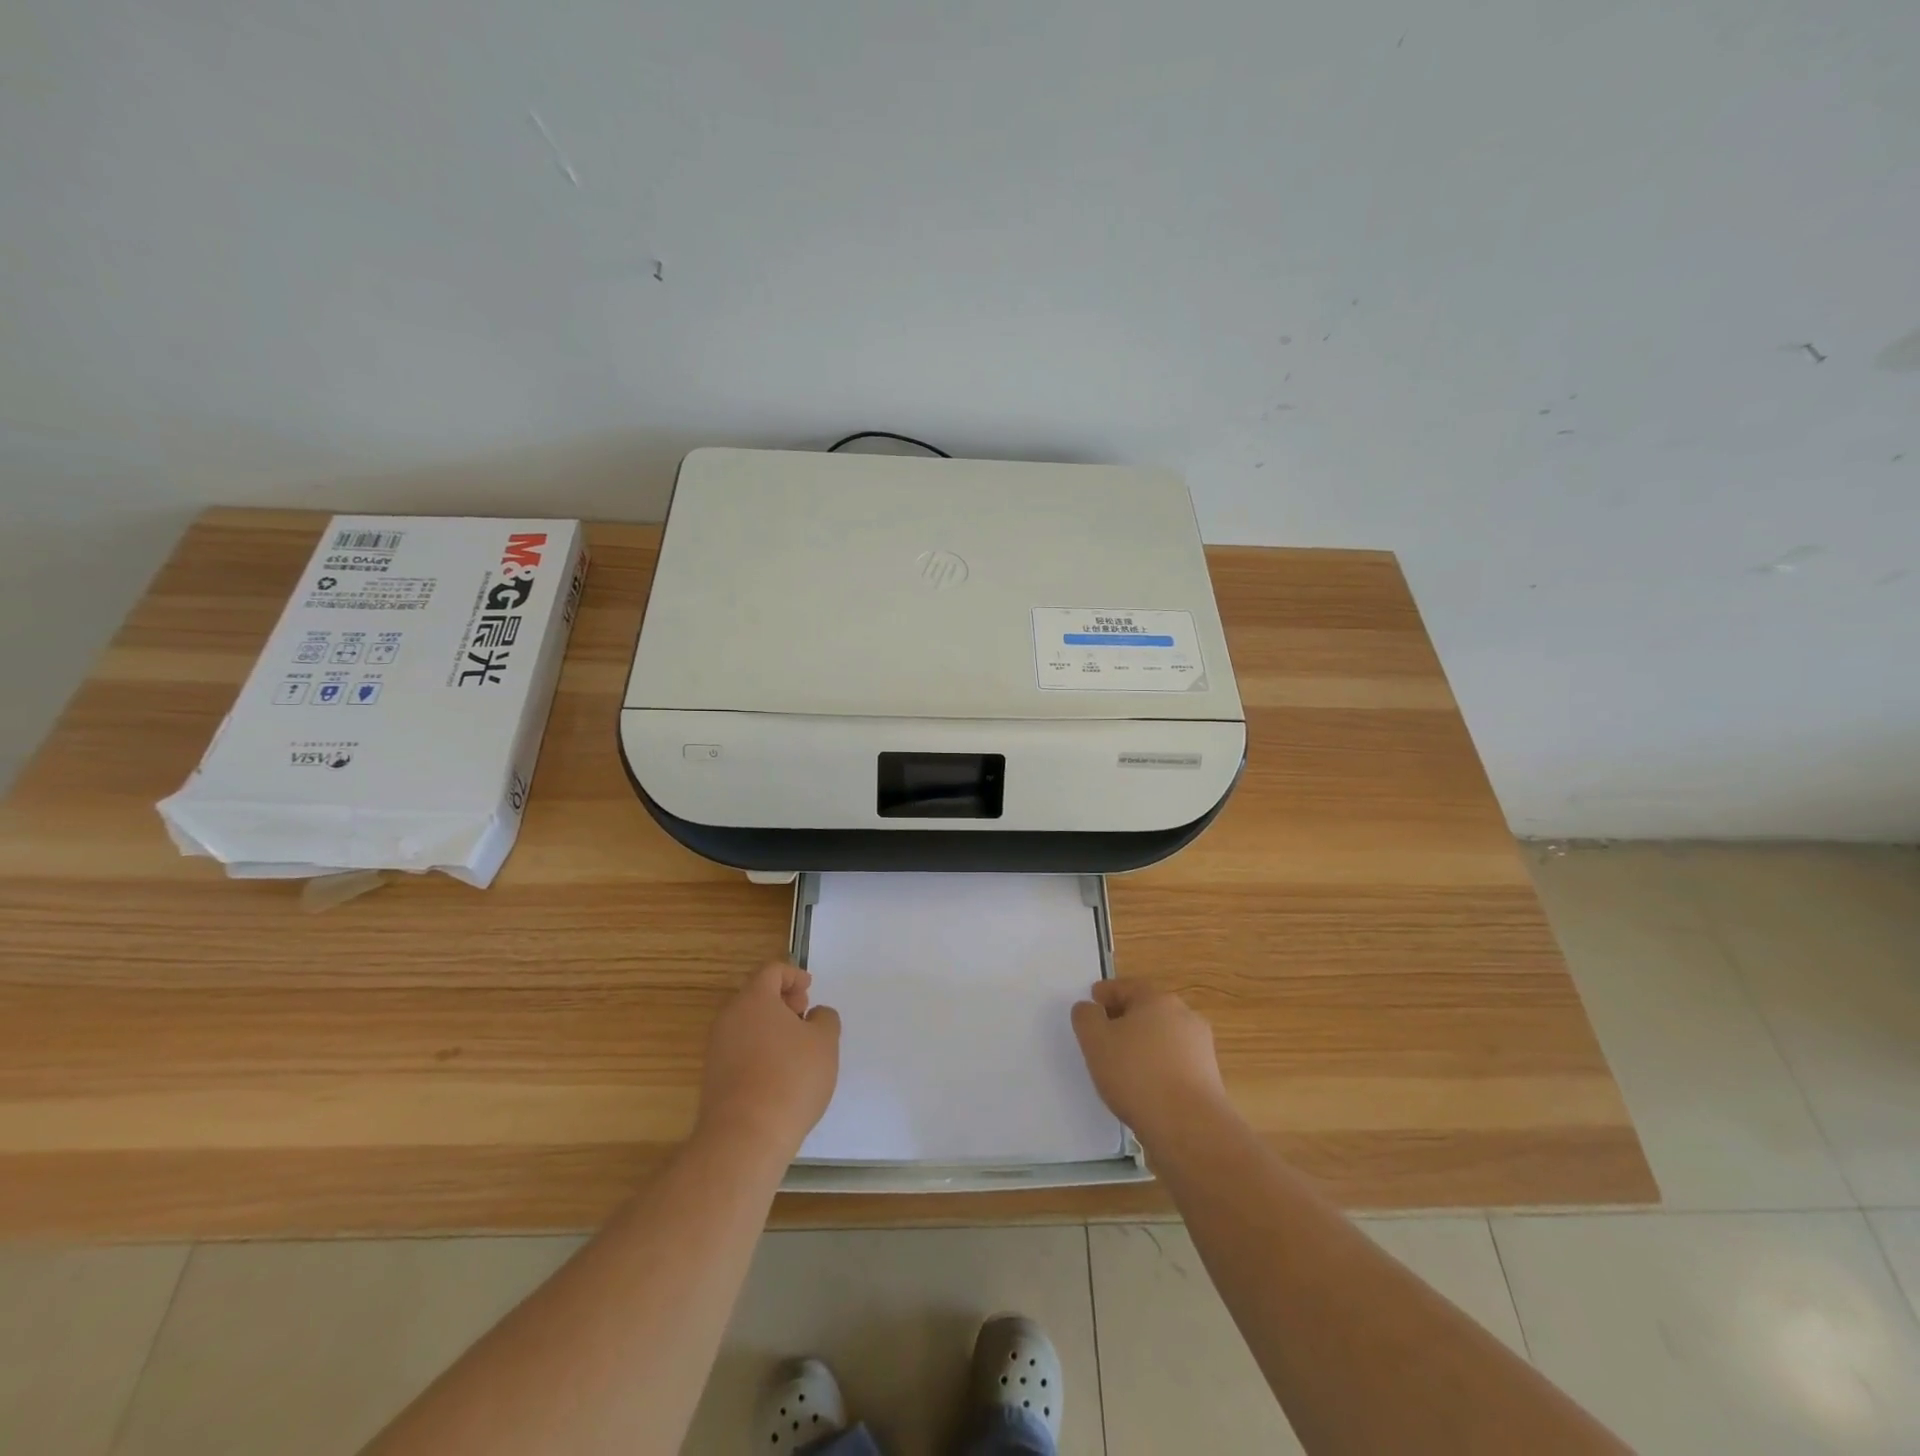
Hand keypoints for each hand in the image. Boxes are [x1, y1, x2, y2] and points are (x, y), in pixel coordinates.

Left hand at [696, 961, 840, 1159]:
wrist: (745, 1137)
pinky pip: (740, 1050)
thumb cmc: (791, 1078)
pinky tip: (780, 1074)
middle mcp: (729, 1018)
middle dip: (783, 1001)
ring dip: (772, 1028)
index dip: (794, 975)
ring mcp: (717, 1049)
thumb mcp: (825, 1042)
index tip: (810, 990)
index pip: (771, 971)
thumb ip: (825, 1019)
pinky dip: (760, 1050)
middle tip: (805, 1016)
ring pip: (747, 1024)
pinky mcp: (714, 1078)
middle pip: (756, 996)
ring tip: (797, 1049)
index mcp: (754, 999)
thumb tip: (814, 1015)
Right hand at [1071, 981, 1228, 1146]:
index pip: (1127, 987)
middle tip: (1104, 1033)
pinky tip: (1145, 1086)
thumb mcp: (1095, 1041)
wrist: (1189, 1127)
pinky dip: (1158, 1066)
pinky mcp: (1209, 1077)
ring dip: (1144, 1044)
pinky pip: (1175, 1062)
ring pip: (1163, 1037)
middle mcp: (1184, 1016)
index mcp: (1157, 999)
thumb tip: (1089, 1008)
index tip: (1092, 1001)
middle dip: (1125, 1018)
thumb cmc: (1137, 1074)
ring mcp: (1201, 1047)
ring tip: (1123, 1064)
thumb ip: (1086, 1017)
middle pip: (1148, 1010)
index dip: (1106, 993)